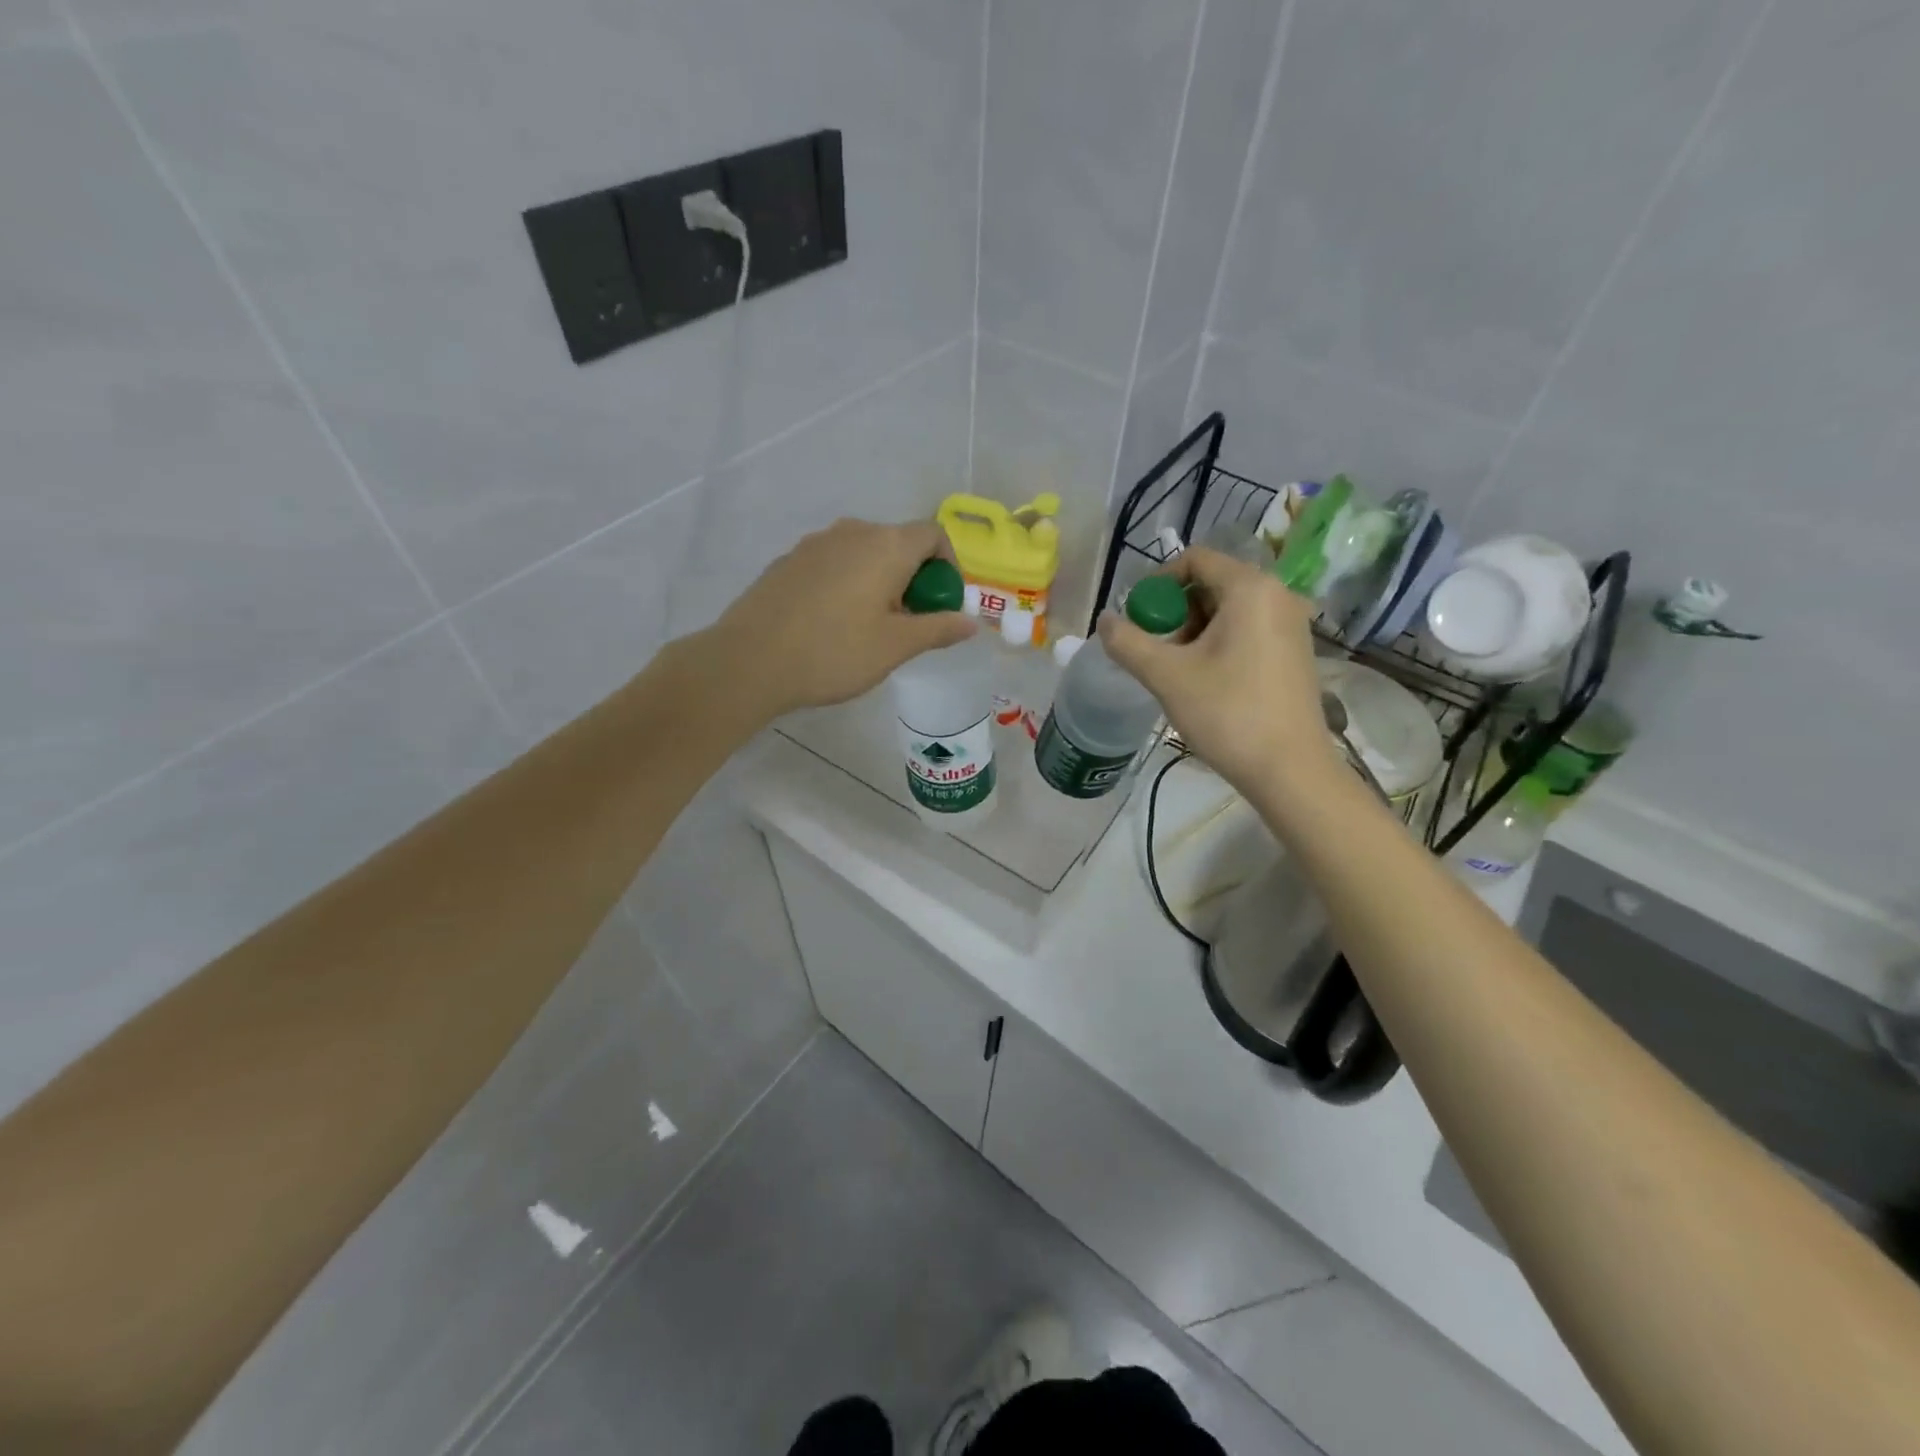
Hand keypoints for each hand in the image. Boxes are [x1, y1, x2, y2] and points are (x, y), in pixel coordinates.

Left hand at [709, 517, 976, 719]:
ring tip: (871, 627)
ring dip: (880, 582)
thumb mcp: (896, 646)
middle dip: (914, 578)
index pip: (933, 535)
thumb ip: (938, 628)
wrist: (749, 661)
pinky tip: (832, 624)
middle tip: (909, 624)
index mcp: (885, 545)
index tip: (942, 605)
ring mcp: (814, 543)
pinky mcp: (788, 561)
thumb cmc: (834, 652)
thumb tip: (971, 622)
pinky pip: (833, 564)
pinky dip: (848, 584)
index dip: (949, 567)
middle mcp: (851, 532)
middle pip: (898, 543)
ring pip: (864, 554)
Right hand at [1099, 547, 1335, 798]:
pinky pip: (1248, 630)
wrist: (1290, 770)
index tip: (1138, 617)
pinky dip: (1220, 643)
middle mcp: (1278, 595)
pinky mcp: (1296, 652)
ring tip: (1177, 670)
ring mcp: (1292, 624)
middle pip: (1212, 584)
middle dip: (1175, 611)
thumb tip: (1104, 620)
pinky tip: (1206, 681)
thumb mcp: (1167, 676)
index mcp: (1250, 589)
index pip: (1196, 559)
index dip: (1158, 582)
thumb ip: (1128, 642)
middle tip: (1156, 649)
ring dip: (1194, 630)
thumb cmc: (1227, 714)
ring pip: (1229, 610)